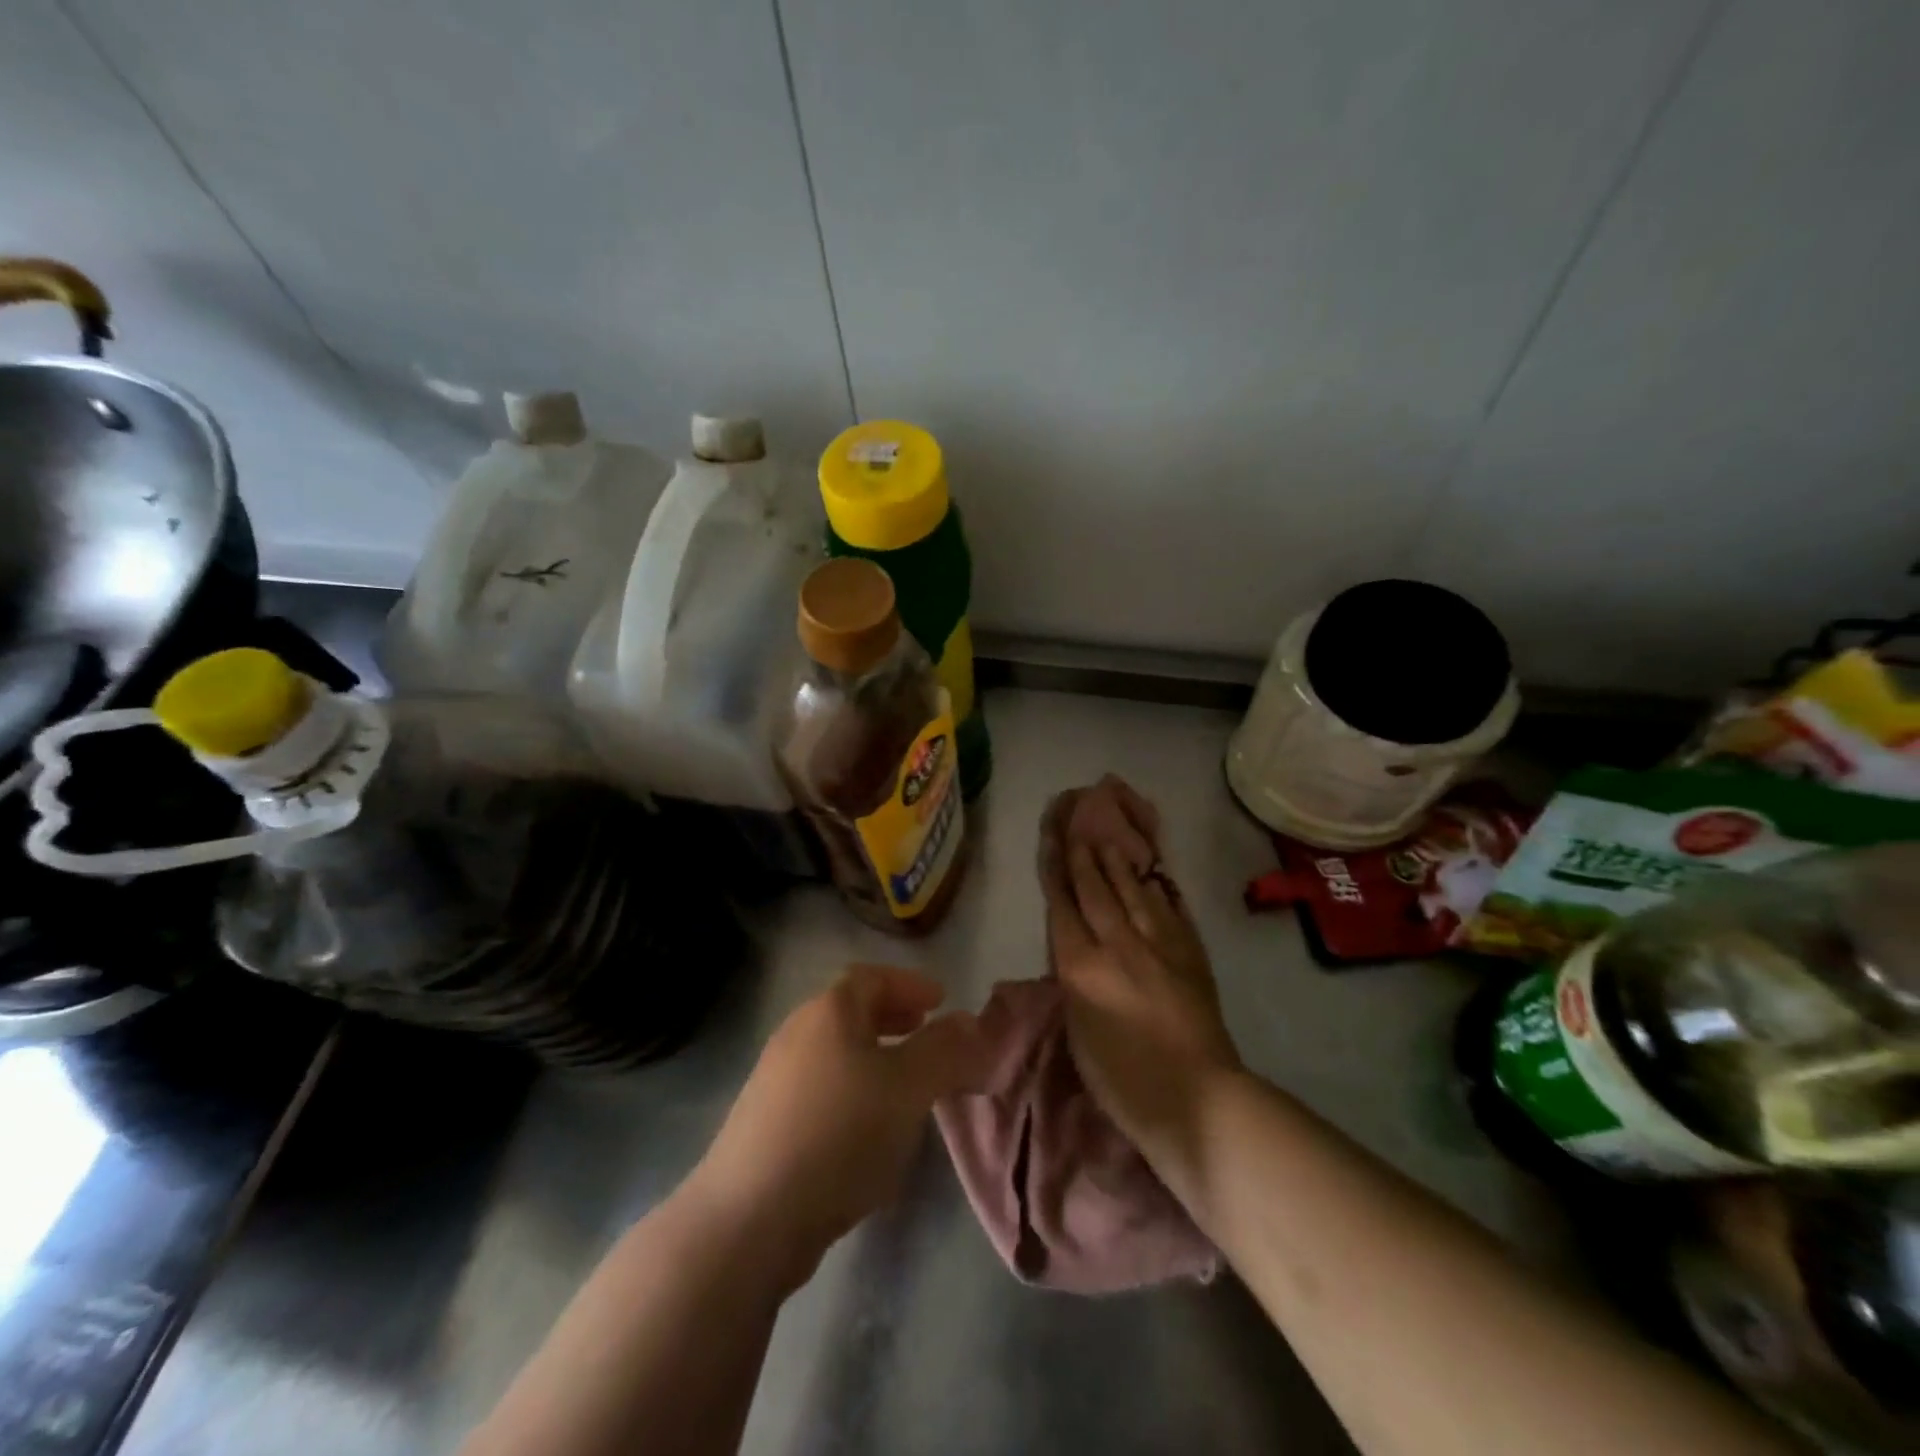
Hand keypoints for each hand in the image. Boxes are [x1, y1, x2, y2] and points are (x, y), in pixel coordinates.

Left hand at [689, 965, 988, 1290]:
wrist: (749, 1218)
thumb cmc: (839, 1133)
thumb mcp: (908, 1087)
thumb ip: (946, 1051)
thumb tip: (971, 1023)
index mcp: (829, 1012)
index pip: (872, 977)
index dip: (910, 984)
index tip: (942, 1000)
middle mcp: (797, 1034)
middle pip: (851, 1012)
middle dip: (893, 1018)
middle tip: (925, 1032)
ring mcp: (775, 1080)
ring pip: (837, 1053)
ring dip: (875, 1058)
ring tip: (907, 1085)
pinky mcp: (766, 1125)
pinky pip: (822, 1090)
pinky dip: (854, 1092)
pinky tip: (869, 1131)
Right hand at [1041, 788, 1240, 1156]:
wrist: (1196, 1098)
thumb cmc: (1122, 1079)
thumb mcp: (1077, 1032)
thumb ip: (1072, 982)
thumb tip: (1073, 952)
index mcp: (1082, 966)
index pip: (1063, 907)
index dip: (1056, 872)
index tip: (1051, 842)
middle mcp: (1118, 944)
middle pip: (1097, 891)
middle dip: (1085, 858)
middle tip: (1078, 827)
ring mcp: (1159, 945)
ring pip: (1134, 892)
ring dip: (1119, 865)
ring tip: (1110, 841)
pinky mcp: (1191, 953)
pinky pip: (1171, 910)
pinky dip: (1159, 890)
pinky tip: (1154, 877)